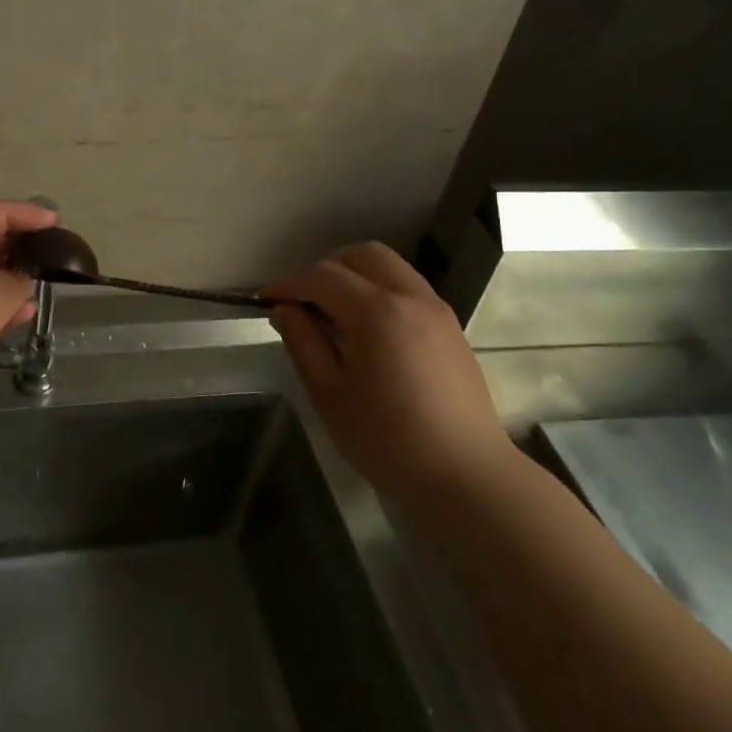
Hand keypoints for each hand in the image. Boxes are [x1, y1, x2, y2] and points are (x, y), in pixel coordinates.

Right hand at [264, 243, 513, 500]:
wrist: (466, 477)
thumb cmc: (387, 439)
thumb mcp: (329, 394)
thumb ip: (303, 342)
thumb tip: (285, 309)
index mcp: (377, 312)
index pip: (322, 276)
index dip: (288, 283)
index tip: (264, 300)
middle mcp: (410, 297)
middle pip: (361, 255)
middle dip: (324, 269)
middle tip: (302, 301)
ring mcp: (436, 310)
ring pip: (389, 266)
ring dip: (354, 275)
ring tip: (332, 311)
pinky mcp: (450, 327)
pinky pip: (407, 286)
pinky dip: (379, 289)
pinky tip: (367, 327)